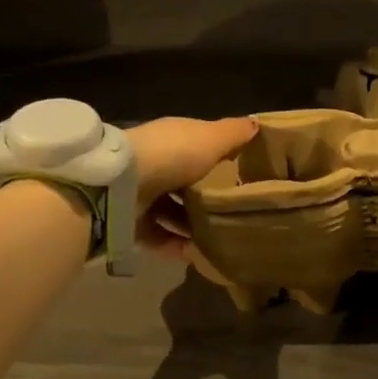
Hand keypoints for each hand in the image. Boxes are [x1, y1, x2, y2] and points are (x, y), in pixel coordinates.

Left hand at [126, 116, 257, 255]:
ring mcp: (141, 194)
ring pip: (173, 211)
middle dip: (208, 197)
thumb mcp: (212, 138)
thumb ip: (234, 133)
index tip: (245, 174)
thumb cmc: (173, 154)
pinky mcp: (131, 222)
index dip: (221, 158)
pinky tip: (198, 254)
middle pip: (186, 182)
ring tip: (220, 238)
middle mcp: (156, 164)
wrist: (120, 184)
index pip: (199, 147)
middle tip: (236, 212)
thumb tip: (256, 124)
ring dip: (194, 226)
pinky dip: (177, 246)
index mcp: (174, 138)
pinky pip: (159, 237)